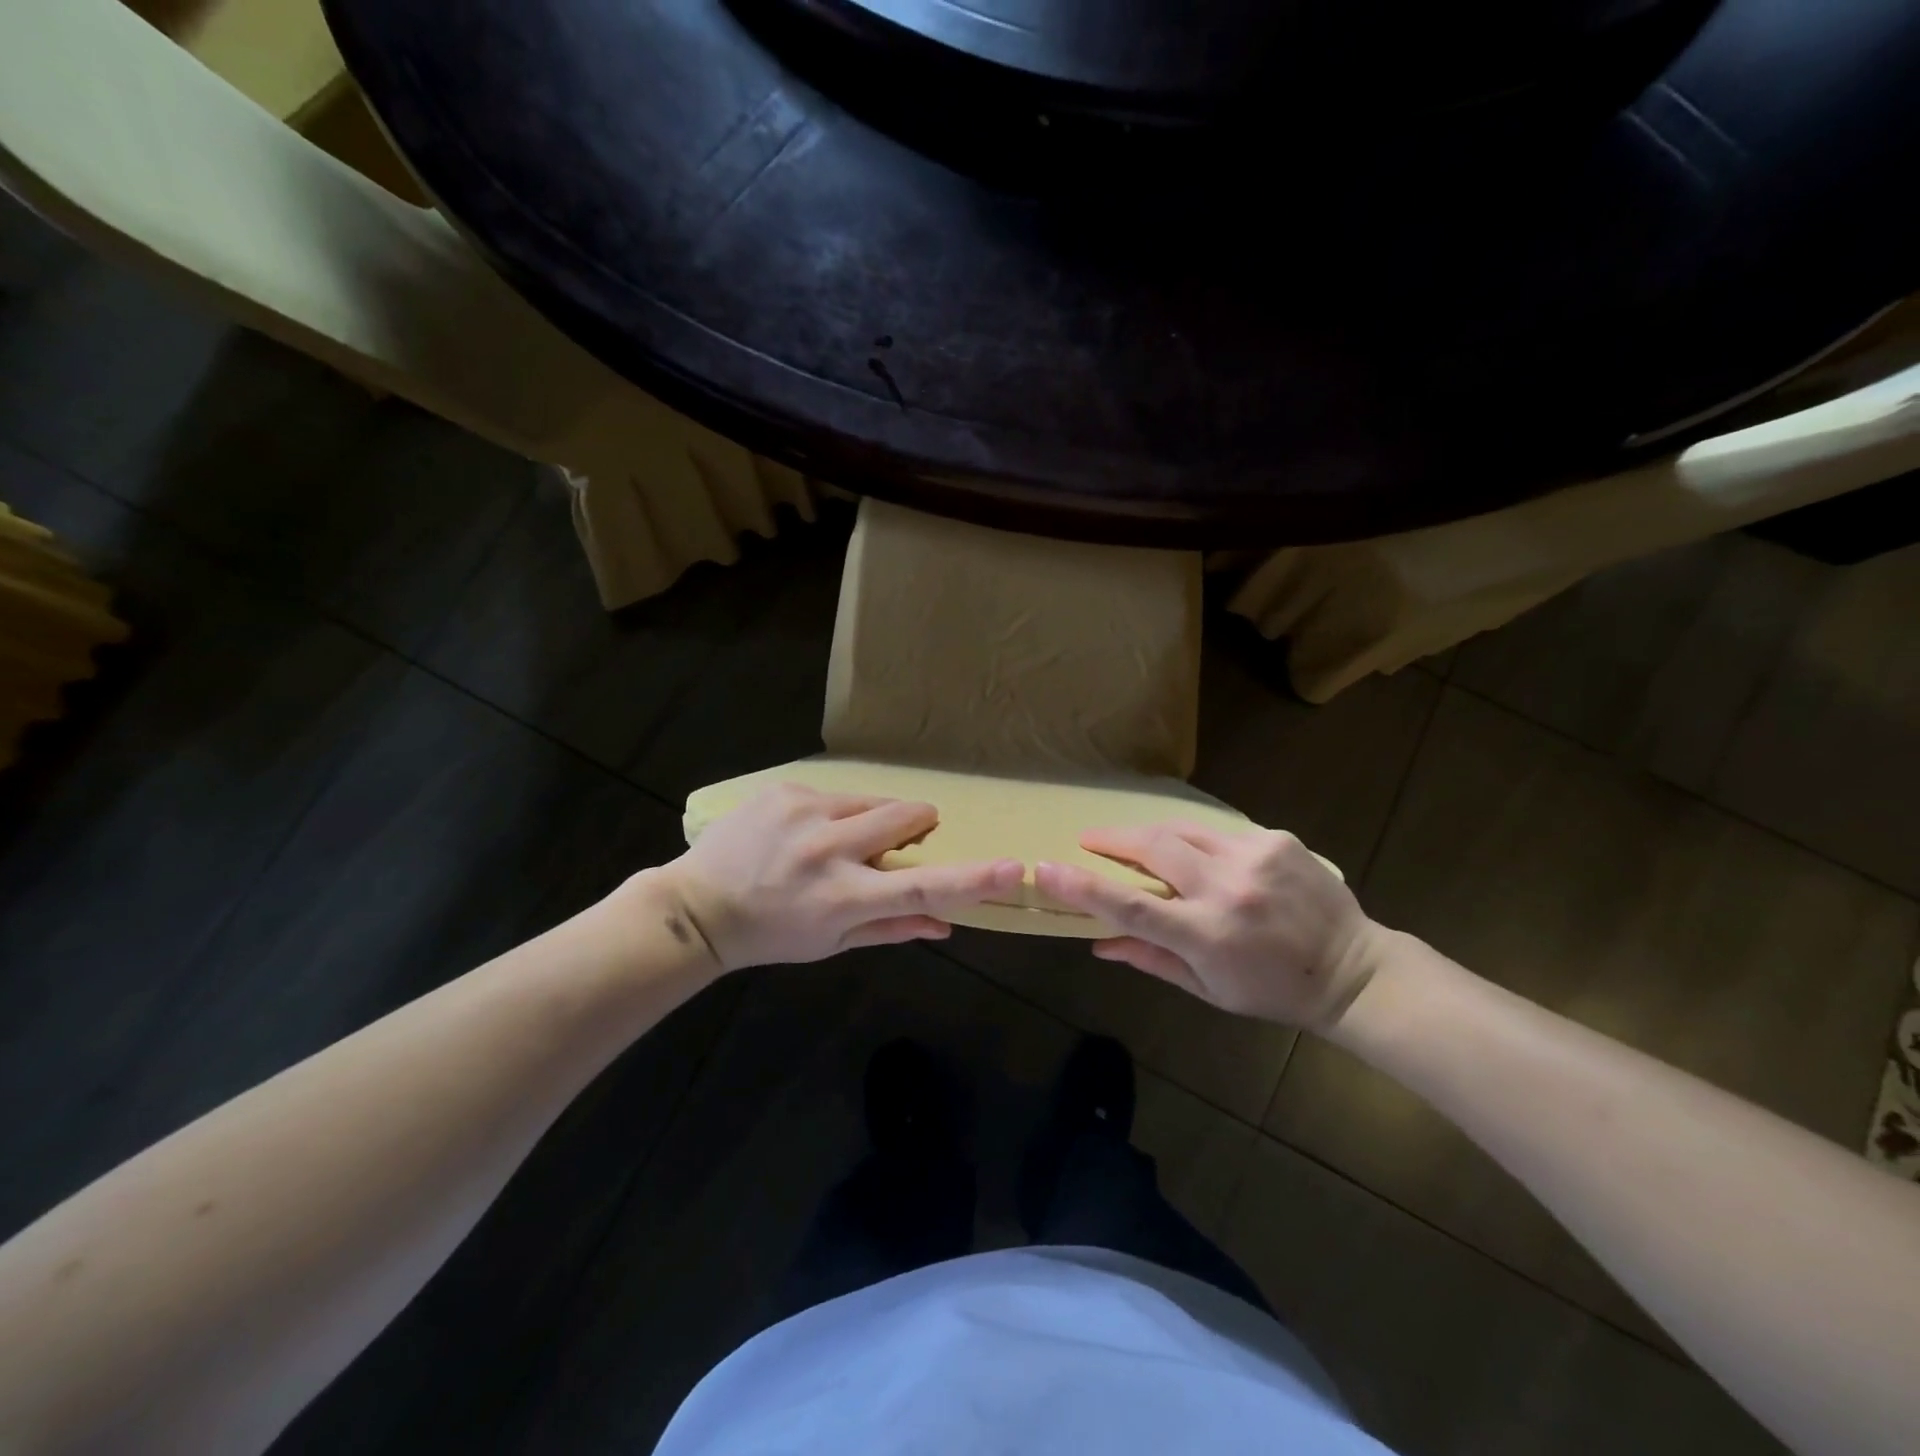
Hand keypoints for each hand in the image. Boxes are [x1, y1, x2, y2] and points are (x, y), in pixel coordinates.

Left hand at [660, 783, 1024, 971]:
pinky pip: (835, 794)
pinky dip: (833, 813)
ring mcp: (805, 812)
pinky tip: (801, 834)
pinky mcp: (785, 790)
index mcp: (845, 897)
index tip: (1011, 868)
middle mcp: (830, 849)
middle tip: (893, 845)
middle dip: (916, 826)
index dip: (972, 880)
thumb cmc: (773, 934)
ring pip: (872, 801)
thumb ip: (893, 930)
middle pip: (906, 816)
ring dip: (871, 820)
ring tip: (834, 843)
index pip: (922, 888)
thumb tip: (948, 924)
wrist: (698, 907)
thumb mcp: (832, 943)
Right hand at [1033, 823, 1383, 1029]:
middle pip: (1151, 847)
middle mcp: (1226, 889)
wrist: (1351, 968)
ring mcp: (1254, 857)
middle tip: (1089, 840)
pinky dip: (1197, 842)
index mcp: (1206, 935)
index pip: (1130, 906)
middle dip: (1111, 839)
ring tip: (1136, 844)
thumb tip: (1097, 942)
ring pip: (1181, 829)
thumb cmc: (1271, 990)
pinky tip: (1202, 858)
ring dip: (1151, 835)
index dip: (1081, 885)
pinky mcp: (1275, 839)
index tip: (1044, 868)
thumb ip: (1150, 959)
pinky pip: (1217, 832)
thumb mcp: (1207, 988)